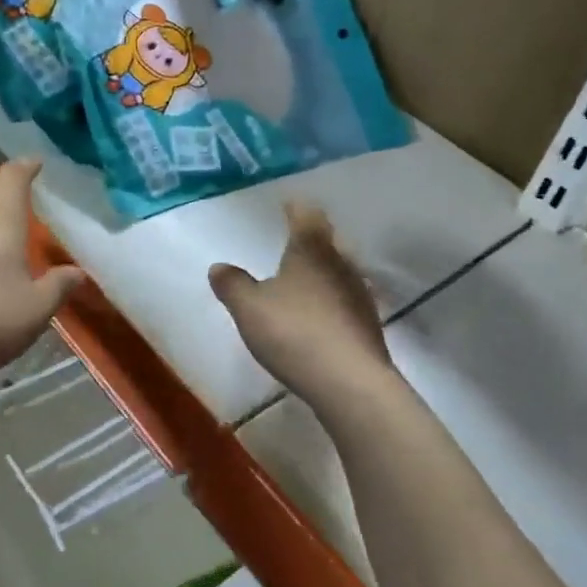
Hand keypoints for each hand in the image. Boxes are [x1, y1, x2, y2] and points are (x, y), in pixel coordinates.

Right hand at [209, 203, 392, 410]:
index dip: (296, 208)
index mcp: (311, 250)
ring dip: (323, 270)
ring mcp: (359, 294)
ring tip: (304, 277)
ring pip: (340, 270)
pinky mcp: (367, 325)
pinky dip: (331, 299)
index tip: (288, 204)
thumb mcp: (249, 309)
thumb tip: (218, 266)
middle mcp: (340, 264)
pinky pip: (345, 299)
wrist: (349, 382)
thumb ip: (233, 285)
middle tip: (295, 239)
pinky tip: (319, 314)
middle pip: (329, 241)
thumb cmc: (294, 333)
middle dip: (313, 238)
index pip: (306, 216)